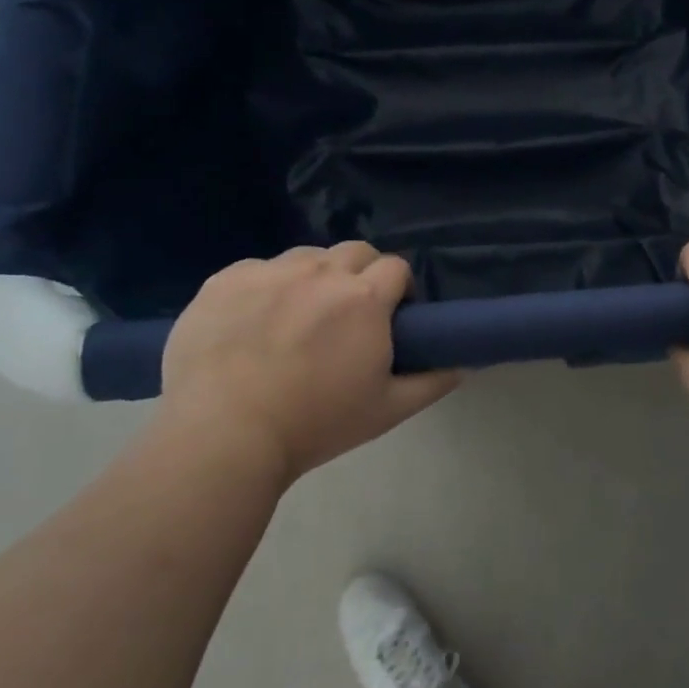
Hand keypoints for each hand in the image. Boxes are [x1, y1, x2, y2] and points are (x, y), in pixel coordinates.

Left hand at [156, 244, 461, 487]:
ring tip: (295, 319)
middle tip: (346, 316)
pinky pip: (257, 270)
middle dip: (360, 274)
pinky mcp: (224, 280)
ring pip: (305, 257)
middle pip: (355, 251)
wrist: (224, 436)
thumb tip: (464, 363)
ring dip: (313, 278)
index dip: (397, 289)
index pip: (396, 267)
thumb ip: (432, 381)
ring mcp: (269, 272)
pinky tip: (251, 324)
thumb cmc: (315, 425)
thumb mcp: (387, 411)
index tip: (389, 316)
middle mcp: (320, 271)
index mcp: (365, 298)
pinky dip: (264, 288)